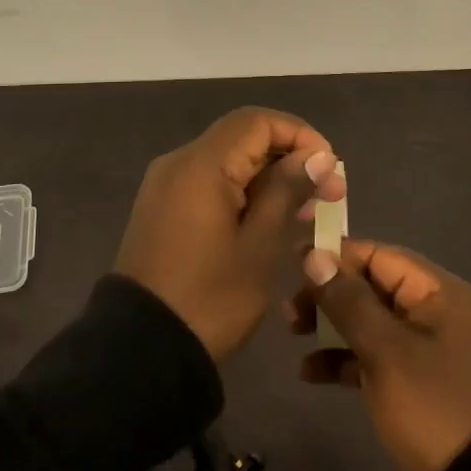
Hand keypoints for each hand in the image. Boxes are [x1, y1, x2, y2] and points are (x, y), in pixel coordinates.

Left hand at [116, 108, 347, 361]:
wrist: (140, 348)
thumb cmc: (209, 298)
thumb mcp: (259, 246)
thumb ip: (287, 190)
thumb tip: (319, 154)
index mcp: (201, 164)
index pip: (258, 121)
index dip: (301, 135)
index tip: (330, 170)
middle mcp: (179, 162)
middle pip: (242, 137)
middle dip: (289, 157)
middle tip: (328, 195)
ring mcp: (166, 184)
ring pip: (227, 160)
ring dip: (268, 176)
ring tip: (306, 212)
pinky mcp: (162, 207)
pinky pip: (209, 182)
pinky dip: (243, 191)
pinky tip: (269, 220)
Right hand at [291, 240, 470, 470]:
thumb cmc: (433, 406)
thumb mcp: (386, 350)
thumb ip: (348, 300)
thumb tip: (314, 255)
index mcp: (438, 292)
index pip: (378, 255)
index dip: (335, 256)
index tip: (294, 264)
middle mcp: (434, 312)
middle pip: (371, 286)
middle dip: (328, 295)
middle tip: (290, 311)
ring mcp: (426, 349)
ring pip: (369, 321)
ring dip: (330, 326)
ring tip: (293, 336)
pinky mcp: (416, 382)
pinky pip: (374, 356)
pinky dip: (344, 358)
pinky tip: (311, 373)